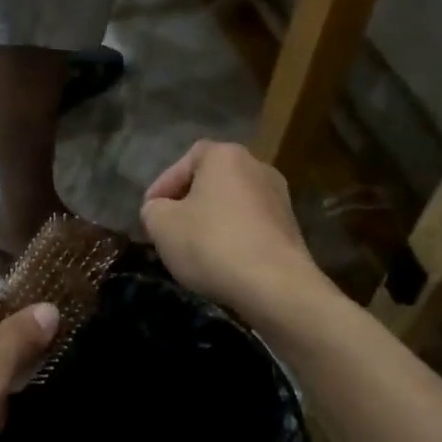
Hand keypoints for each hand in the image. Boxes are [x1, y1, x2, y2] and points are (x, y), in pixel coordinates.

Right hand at [140, 140, 319, 318]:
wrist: (275, 286)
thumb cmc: (212, 243)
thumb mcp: (161, 225)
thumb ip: (153, 210)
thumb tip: (159, 210)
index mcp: (226, 156)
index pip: (186, 161)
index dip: (163, 185)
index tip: (150, 211)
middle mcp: (257, 167)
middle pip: (212, 181)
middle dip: (188, 203)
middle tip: (169, 227)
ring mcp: (279, 198)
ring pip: (232, 205)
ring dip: (211, 221)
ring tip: (193, 248)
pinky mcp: (291, 229)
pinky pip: (251, 226)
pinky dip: (233, 238)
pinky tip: (221, 262)